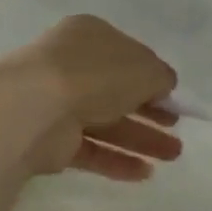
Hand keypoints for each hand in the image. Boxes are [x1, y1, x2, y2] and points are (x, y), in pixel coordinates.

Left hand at [8, 15, 181, 181]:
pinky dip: (117, 160)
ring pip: (107, 123)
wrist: (35, 107)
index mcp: (90, 37)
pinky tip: (145, 173)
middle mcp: (72, 67)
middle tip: (176, 128)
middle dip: (151, 112)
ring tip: (173, 156)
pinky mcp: (52, 141)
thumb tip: (164, 86)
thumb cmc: (95, 75)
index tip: (174, 98)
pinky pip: (91, 150)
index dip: (152, 77)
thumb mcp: (144, 68)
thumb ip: (160, 76)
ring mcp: (59, 104)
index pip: (126, 56)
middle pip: (118, 92)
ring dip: (142, 139)